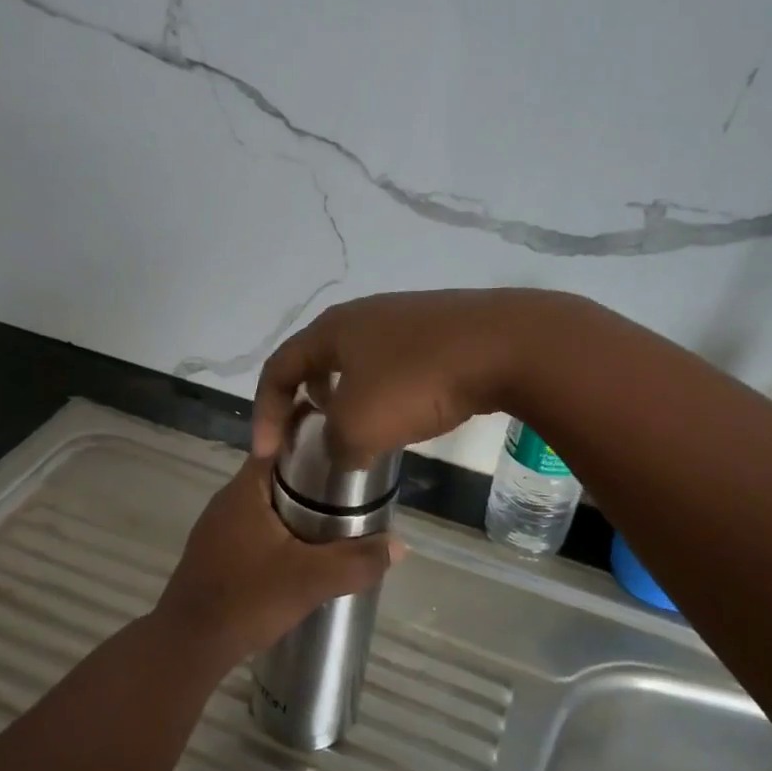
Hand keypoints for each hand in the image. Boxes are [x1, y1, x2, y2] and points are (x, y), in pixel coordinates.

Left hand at [154, 455, 401, 668]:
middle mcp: (229, 499)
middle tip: (354, 495)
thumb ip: (357, 561)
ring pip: (268, 505)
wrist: (188, 646)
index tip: (349, 452)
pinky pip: (256, 529)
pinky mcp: (215, 553)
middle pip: (279, 476)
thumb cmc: (247, 599)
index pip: (283, 444)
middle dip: (315, 482)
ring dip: (298, 511)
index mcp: (246, 488)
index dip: (317, 443)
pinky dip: (281, 533)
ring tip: (336, 524)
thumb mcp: (311, 580)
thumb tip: (398, 545)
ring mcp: (218, 527)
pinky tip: (302, 555)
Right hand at [252, 288, 585, 463]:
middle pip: (316, 358)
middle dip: (304, 398)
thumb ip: (335, 445)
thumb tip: (342, 450)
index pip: (278, 367)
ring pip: (358, 361)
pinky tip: (406, 413)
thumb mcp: (359, 427)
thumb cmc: (417, 382)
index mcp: (331, 330)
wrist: (506, 346)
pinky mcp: (441, 330)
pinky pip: (395, 364)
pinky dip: (384, 392)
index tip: (268, 454)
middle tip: (308, 432)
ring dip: (346, 396)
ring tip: (356, 429)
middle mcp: (363, 316)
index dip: (265, 412)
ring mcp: (405, 319)